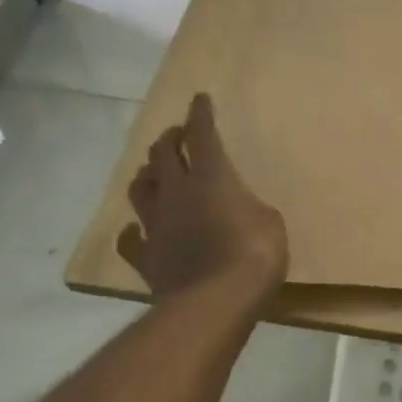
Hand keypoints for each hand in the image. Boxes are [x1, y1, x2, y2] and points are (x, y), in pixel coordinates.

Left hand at [116, 94, 288, 300]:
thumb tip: (238, 210)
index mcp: (211, 177)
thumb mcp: (270, 222)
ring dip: (147, 175)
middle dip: (170, 139)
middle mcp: (177, 192)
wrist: (214, 302)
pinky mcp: (146, 257)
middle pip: (163, 155)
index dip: (200, 115)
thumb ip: (250, 207)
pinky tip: (136, 230)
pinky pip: (131, 239)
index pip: (202, 135)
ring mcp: (156, 225)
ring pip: (140, 188)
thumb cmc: (254, 254)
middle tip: (176, 135)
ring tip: (154, 172)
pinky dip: (133, 231)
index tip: (199, 99)